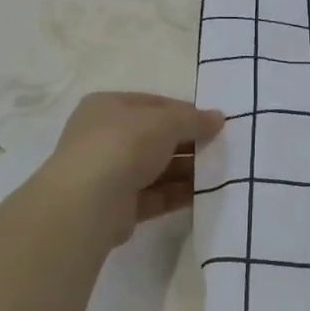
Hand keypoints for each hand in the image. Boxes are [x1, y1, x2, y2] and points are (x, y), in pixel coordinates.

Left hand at [37, 92, 224, 245]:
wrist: (87, 203)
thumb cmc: (123, 145)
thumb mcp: (165, 122)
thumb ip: (194, 119)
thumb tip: (219, 118)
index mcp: (108, 107)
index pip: (154, 104)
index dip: (186, 112)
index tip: (215, 123)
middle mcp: (105, 137)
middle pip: (156, 137)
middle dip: (189, 143)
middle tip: (222, 149)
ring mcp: (110, 173)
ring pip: (157, 168)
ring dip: (187, 170)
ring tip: (219, 172)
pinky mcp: (119, 206)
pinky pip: (155, 195)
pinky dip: (178, 194)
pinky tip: (205, 194)